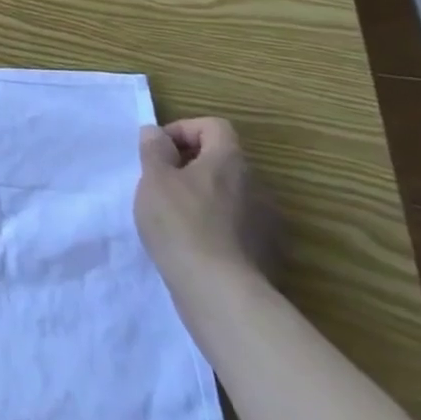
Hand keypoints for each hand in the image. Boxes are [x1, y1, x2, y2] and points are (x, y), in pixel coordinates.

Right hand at [135, 117, 276, 286]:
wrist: (220, 293)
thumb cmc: (181, 223)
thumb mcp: (154, 178)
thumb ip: (154, 149)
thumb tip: (156, 133)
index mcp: (230, 160)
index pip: (213, 126)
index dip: (183, 130)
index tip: (159, 150)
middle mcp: (256, 185)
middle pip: (222, 160)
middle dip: (190, 165)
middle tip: (161, 182)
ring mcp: (266, 222)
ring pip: (230, 194)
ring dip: (204, 196)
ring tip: (174, 216)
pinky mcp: (267, 254)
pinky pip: (238, 225)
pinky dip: (217, 226)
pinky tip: (194, 244)